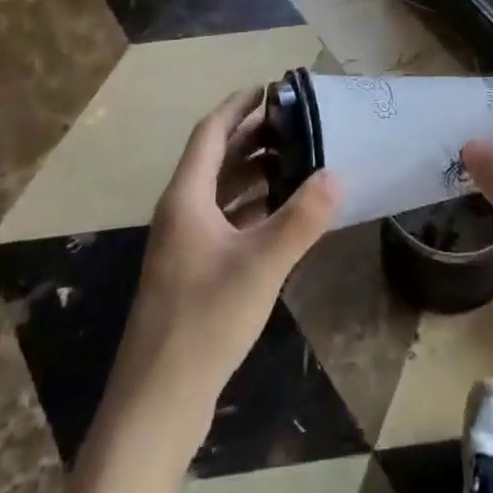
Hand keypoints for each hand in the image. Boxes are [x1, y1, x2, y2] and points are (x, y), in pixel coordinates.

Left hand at [111, 88, 337, 436]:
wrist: (157, 404)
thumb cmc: (204, 321)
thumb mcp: (261, 265)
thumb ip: (301, 218)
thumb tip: (336, 174)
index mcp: (186, 198)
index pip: (211, 132)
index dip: (239, 106)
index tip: (272, 87)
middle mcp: (181, 212)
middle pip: (215, 158)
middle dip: (252, 135)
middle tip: (296, 121)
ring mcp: (184, 244)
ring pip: (220, 190)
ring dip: (253, 170)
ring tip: (296, 158)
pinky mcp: (193, 272)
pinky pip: (225, 219)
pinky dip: (251, 205)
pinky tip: (281, 211)